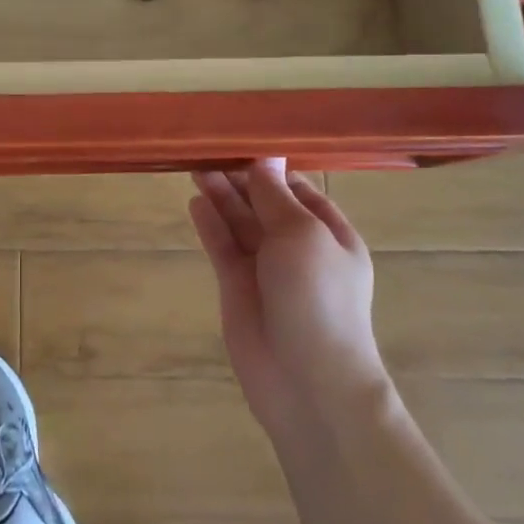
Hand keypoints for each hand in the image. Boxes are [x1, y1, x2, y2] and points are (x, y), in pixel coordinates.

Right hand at [189, 159, 387, 440]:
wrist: (307, 382)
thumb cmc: (317, 299)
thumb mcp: (303, 235)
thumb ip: (276, 196)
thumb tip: (265, 158)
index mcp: (329, 234)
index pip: (298, 189)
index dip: (271, 167)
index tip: (241, 142)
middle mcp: (298, 248)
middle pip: (264, 203)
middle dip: (240, 178)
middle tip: (207, 152)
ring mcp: (266, 269)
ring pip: (240, 223)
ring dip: (221, 196)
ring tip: (195, 168)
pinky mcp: (238, 288)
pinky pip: (222, 247)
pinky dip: (210, 225)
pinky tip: (195, 203)